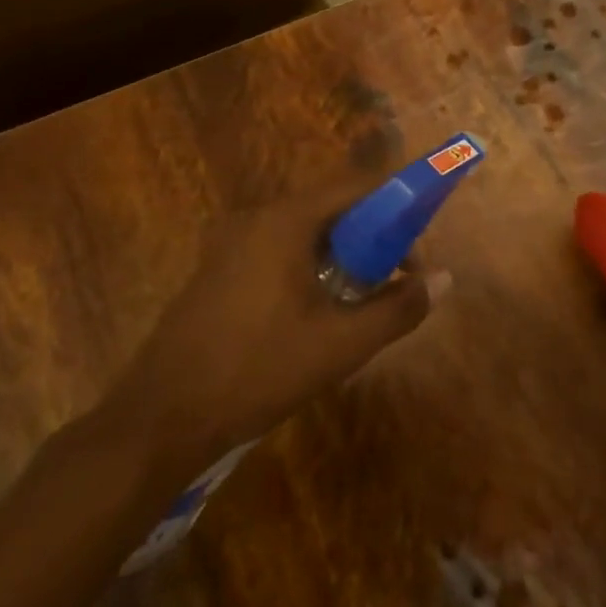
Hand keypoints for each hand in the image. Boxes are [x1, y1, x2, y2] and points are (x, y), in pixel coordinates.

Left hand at [103, 174, 449, 483]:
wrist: (160, 418)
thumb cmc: (257, 371)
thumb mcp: (341, 345)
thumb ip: (398, 308)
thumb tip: (444, 280)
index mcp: (284, 220)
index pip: (356, 187)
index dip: (396, 209)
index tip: (414, 253)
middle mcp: (254, 218)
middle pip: (330, 209)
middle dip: (370, 240)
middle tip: (391, 284)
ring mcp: (228, 243)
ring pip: (303, 233)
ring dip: (339, 257)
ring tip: (357, 304)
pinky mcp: (215, 269)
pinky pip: (276, 251)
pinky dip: (306, 267)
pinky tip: (312, 315)